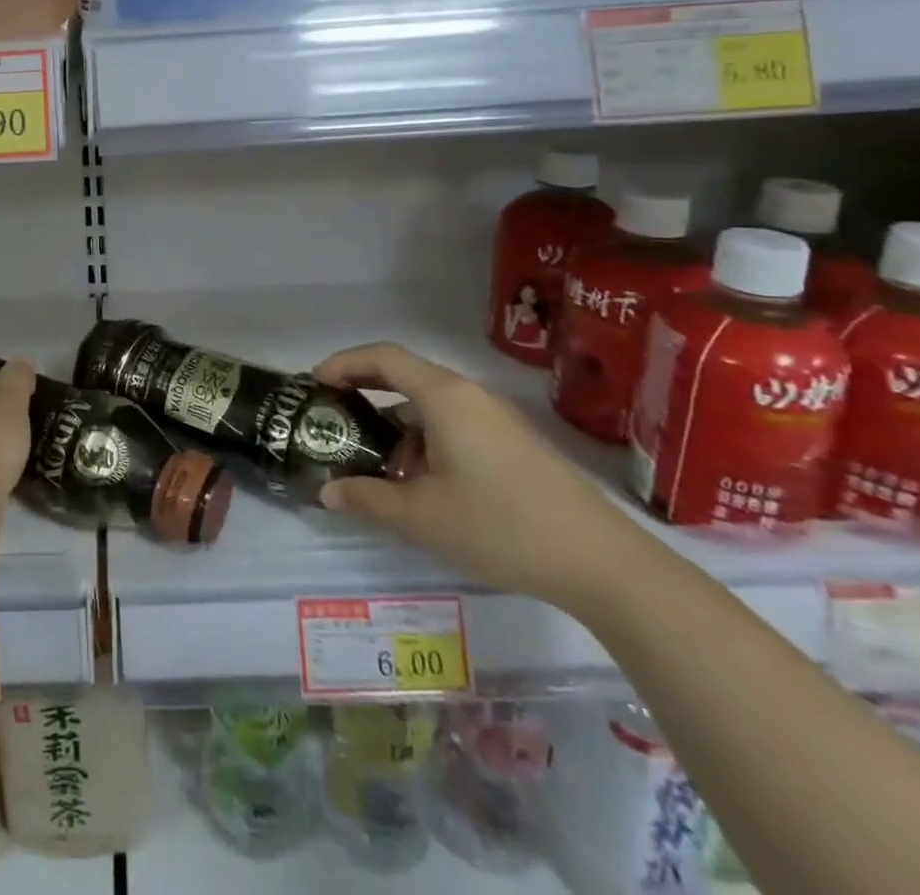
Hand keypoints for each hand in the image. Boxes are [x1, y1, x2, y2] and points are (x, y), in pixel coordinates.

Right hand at [314, 342, 643, 612]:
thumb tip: (328, 492)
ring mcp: (497, 420)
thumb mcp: (421, 517)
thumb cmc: (500, 526)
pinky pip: (455, 428)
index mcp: (444, 397)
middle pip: (406, 379)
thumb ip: (367, 499)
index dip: (345, 362)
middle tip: (337, 424)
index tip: (316, 383)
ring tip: (381, 473)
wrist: (603, 563)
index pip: (383, 357)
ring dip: (398, 431)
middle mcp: (470, 396)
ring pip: (431, 409)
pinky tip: (425, 489)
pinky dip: (427, 444)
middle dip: (367, 398)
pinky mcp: (514, 445)